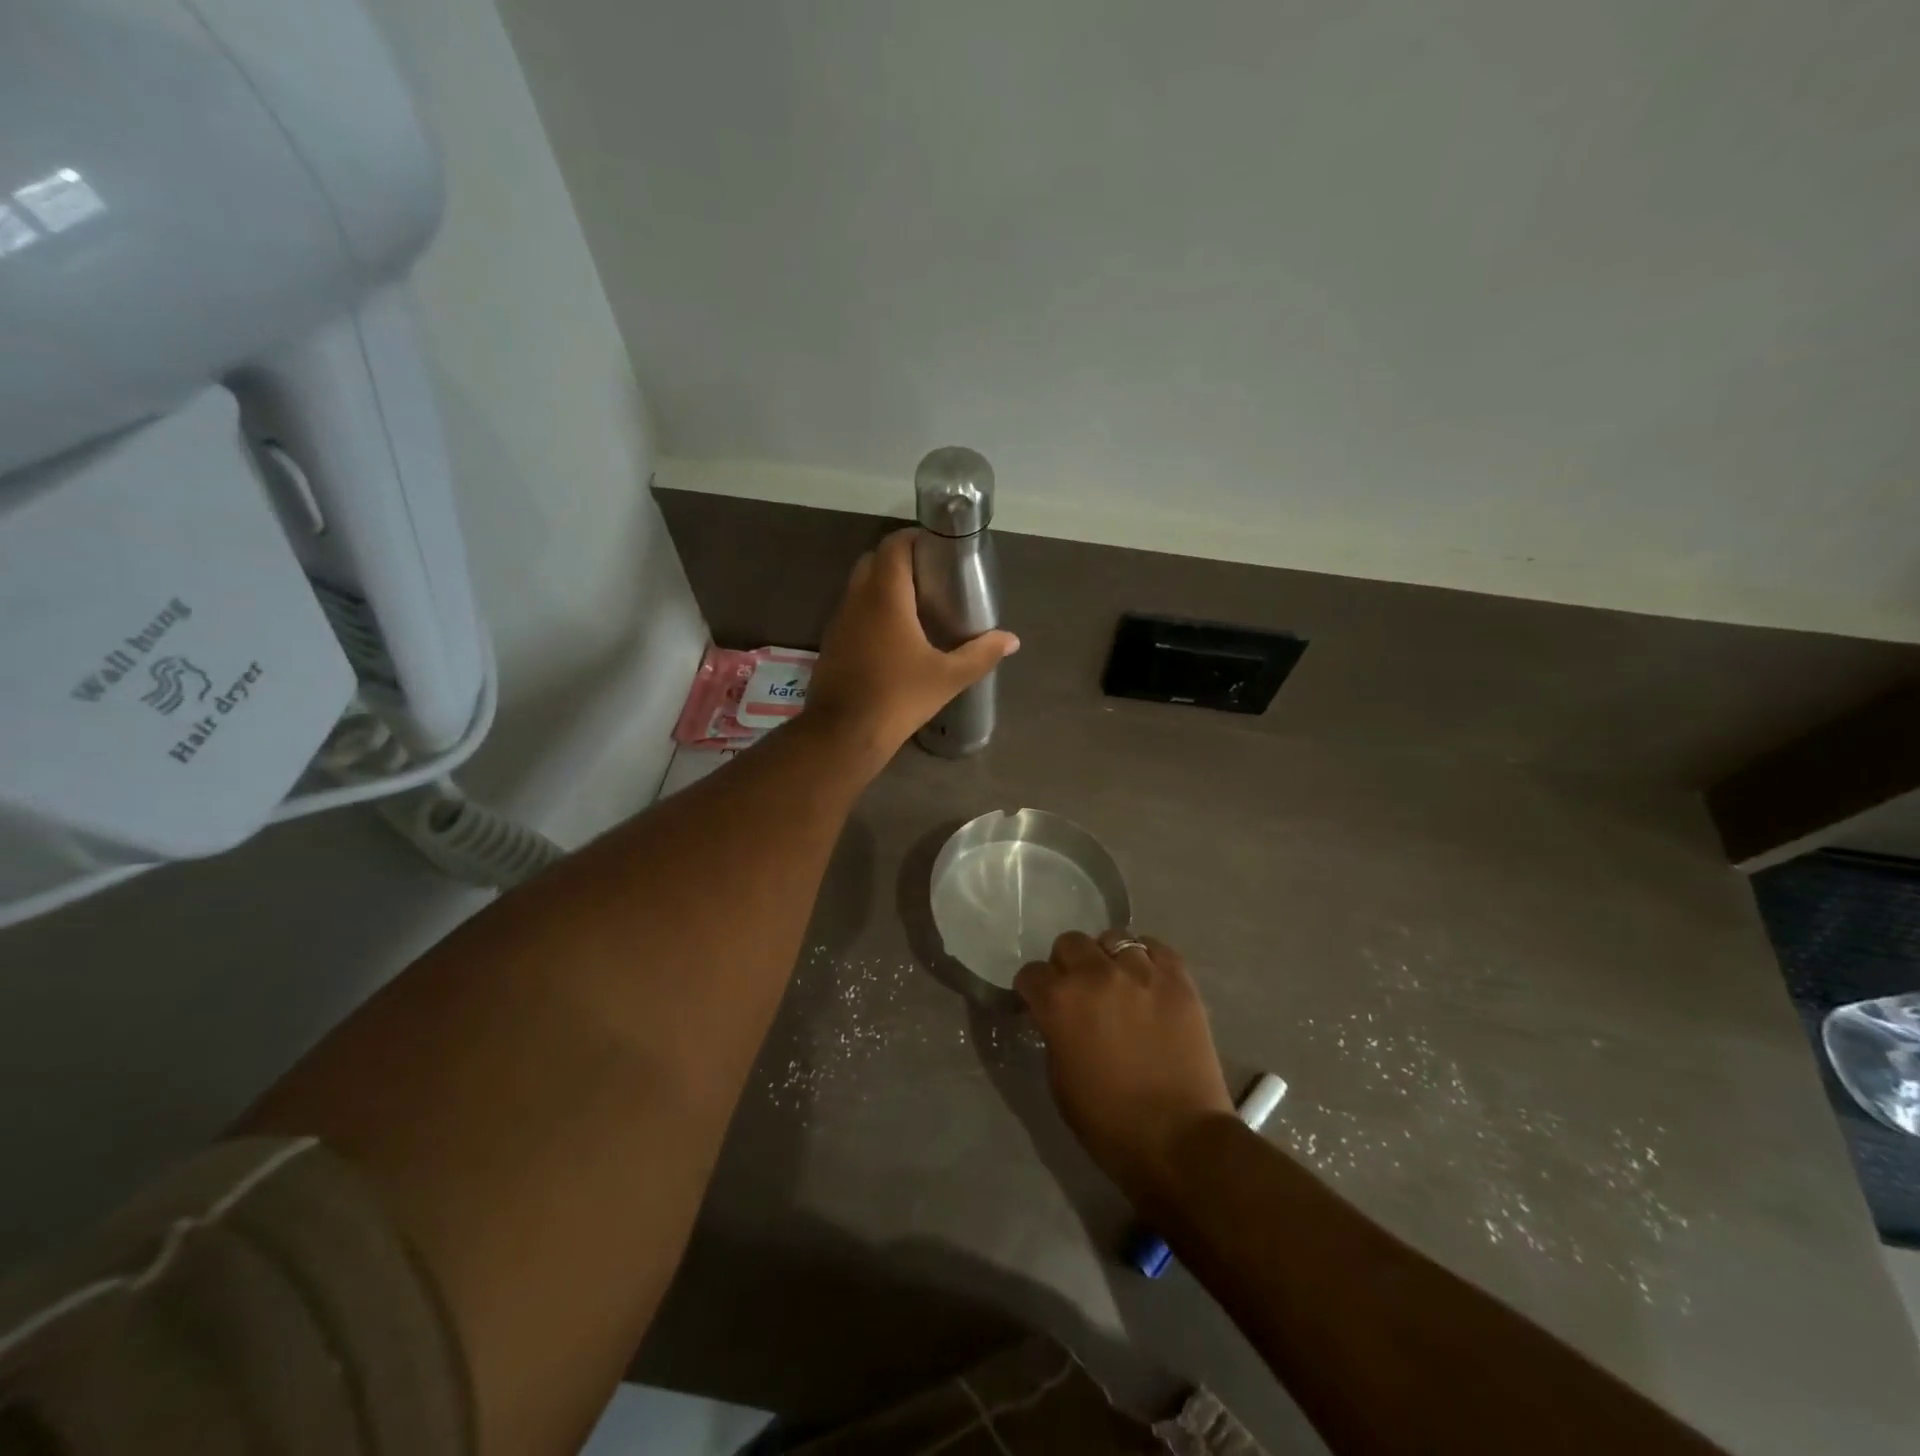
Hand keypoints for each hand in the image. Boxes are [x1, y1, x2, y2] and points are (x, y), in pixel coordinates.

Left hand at [806, 529, 1018, 759]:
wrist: (844, 734)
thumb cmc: (898, 698)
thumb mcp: (948, 677)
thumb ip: (981, 654)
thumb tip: (1011, 640)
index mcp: (885, 597)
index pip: (894, 545)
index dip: (915, 538)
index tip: (939, 548)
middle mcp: (857, 600)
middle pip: (874, 560)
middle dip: (900, 560)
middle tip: (931, 577)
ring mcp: (839, 621)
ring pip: (860, 587)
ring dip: (884, 586)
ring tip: (916, 605)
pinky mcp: (832, 643)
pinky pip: (853, 612)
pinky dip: (872, 610)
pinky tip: (893, 636)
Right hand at [1015, 931, 1235, 1203]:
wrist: (1179, 1138)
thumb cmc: (1109, 1121)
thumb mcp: (1059, 1078)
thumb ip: (1054, 1033)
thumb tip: (1058, 1016)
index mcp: (1059, 1001)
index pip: (1031, 973)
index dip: (1033, 989)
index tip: (1039, 1002)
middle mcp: (1096, 974)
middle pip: (1069, 943)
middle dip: (1067, 964)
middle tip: (1078, 990)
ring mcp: (1140, 971)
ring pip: (1113, 938)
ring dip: (1107, 958)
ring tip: (1117, 982)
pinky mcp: (1177, 978)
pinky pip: (1155, 947)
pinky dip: (1146, 957)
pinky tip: (1147, 978)